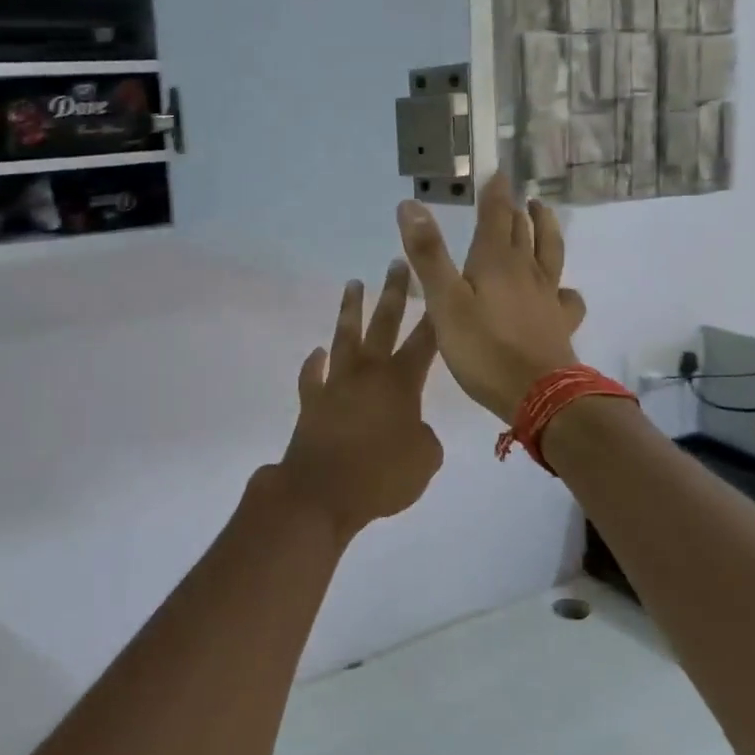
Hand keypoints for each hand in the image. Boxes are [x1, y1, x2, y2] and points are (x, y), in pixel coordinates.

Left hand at [267, 260, 443, 539]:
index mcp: (401, 382)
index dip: (436, 315)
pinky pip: (313, 376)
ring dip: (350, 310)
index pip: (425, 341)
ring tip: (353, 284)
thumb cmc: (381, 475)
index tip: (442, 286)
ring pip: (345, 337)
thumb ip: (426, 439)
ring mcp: (336, 384)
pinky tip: (317, 352)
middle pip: (383, 323)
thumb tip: (416, 431)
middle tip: (397, 263)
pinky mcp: (312, 401)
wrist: (321, 492)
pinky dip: (314, 364)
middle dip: (393, 292)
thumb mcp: (424, 461)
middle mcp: (368, 373)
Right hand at [396, 174, 586, 421]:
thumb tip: (410, 204)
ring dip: (546, 229)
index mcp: (496, 261)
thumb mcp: (444, 301)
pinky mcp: (560, 323)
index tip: (498, 171)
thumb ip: (428, 254)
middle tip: (516, 193)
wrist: (539, 395)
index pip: (496, 215)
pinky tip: (563, 290)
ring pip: (551, 252)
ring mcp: (547, 296)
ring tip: (544, 213)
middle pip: (523, 231)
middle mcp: (526, 271)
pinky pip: (567, 297)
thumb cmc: (484, 348)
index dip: (495, 193)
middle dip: (516, 209)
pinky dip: (565, 287)